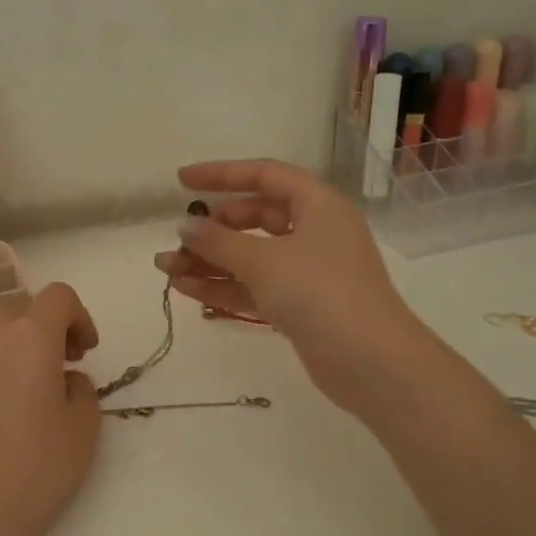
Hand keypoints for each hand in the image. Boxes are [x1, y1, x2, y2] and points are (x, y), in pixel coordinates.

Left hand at [0, 283, 102, 535]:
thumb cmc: (33, 470)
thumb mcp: (83, 429)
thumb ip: (83, 388)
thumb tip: (64, 378)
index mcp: (30, 335)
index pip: (59, 297)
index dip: (79, 317)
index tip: (86, 352)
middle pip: (22, 305)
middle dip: (47, 325)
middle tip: (61, 363)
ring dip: (13, 337)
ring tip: (24, 377)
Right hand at [156, 159, 432, 417]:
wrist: (369, 361)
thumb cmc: (319, 292)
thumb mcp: (263, 261)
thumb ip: (219, 241)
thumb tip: (185, 226)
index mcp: (317, 205)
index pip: (265, 176)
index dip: (222, 174)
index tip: (182, 180)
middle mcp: (315, 232)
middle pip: (255, 219)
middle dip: (212, 230)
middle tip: (177, 240)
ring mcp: (308, 272)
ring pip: (251, 257)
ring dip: (210, 262)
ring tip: (165, 269)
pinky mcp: (301, 306)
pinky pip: (256, 287)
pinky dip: (225, 287)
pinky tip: (186, 290)